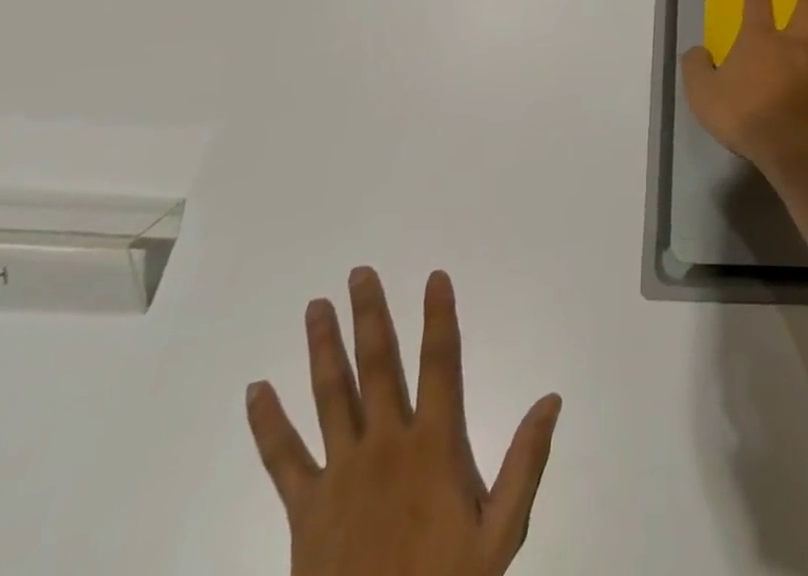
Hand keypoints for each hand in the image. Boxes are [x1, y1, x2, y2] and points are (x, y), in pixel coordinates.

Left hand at [246, 267, 562, 575]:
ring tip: (315, 306)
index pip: (440, 362)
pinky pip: (283, 459)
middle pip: (378, 365)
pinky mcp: (305, 510)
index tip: (435, 276)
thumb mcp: (501, 535)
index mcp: (434, 446)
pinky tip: (255, 391)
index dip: (439, 316)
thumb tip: (551, 398)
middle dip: (370, 314)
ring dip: (323, 347)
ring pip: (330, 395)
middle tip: (359, 273)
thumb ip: (525, 462)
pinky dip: (268, 423)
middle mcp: (386, 445)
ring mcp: (341, 474)